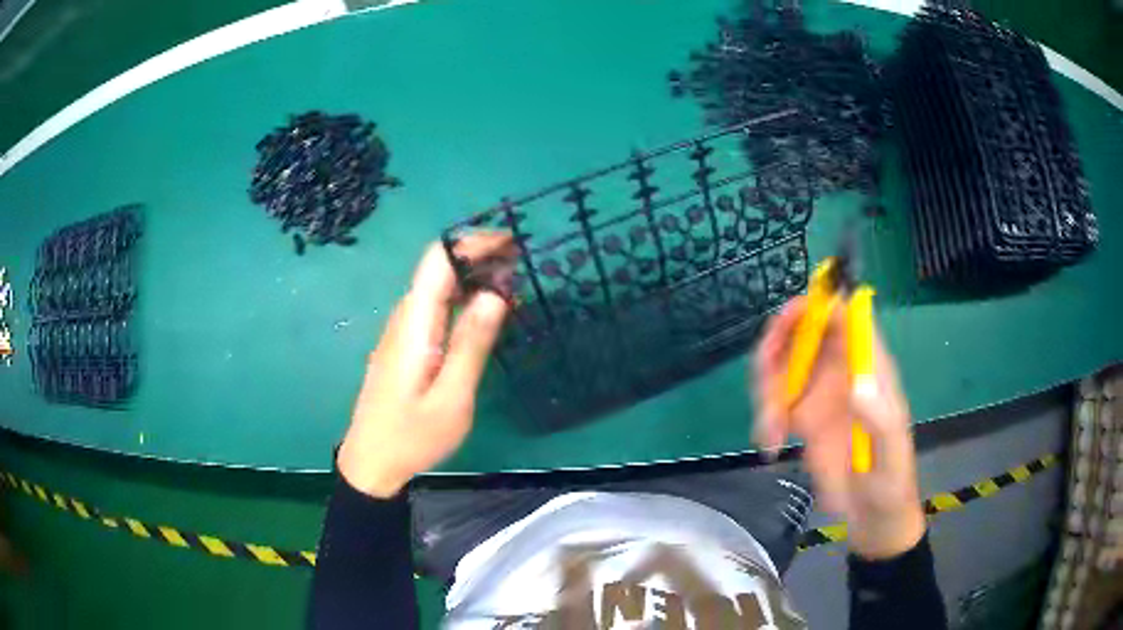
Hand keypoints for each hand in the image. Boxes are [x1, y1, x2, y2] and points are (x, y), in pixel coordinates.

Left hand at [338, 234, 513, 497]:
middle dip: (478, 255)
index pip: (437, 261)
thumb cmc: (412, 436)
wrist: (371, 462)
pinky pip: (435, 307)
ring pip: (437, 286)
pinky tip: (483, 310)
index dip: (472, 242)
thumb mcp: (452, 398)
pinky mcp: (406, 345)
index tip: (511, 243)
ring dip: (472, 274)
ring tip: (512, 280)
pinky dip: (462, 297)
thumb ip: (472, 344)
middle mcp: (405, 319)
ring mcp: (402, 331)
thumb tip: (495, 294)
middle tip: (521, 260)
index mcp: (415, 325)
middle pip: (438, 268)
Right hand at [752, 297, 925, 559]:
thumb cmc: (889, 478)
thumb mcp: (890, 450)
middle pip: (804, 333)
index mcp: (868, 367)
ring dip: (766, 391)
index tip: (788, 319)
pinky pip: (773, 401)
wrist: (870, 513)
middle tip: (765, 380)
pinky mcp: (802, 418)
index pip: (845, 317)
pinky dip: (763, 417)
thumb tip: (855, 384)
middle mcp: (842, 371)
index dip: (817, 306)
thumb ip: (878, 418)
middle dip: (777, 347)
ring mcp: (820, 394)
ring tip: (770, 431)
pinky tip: (770, 444)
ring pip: (782, 366)